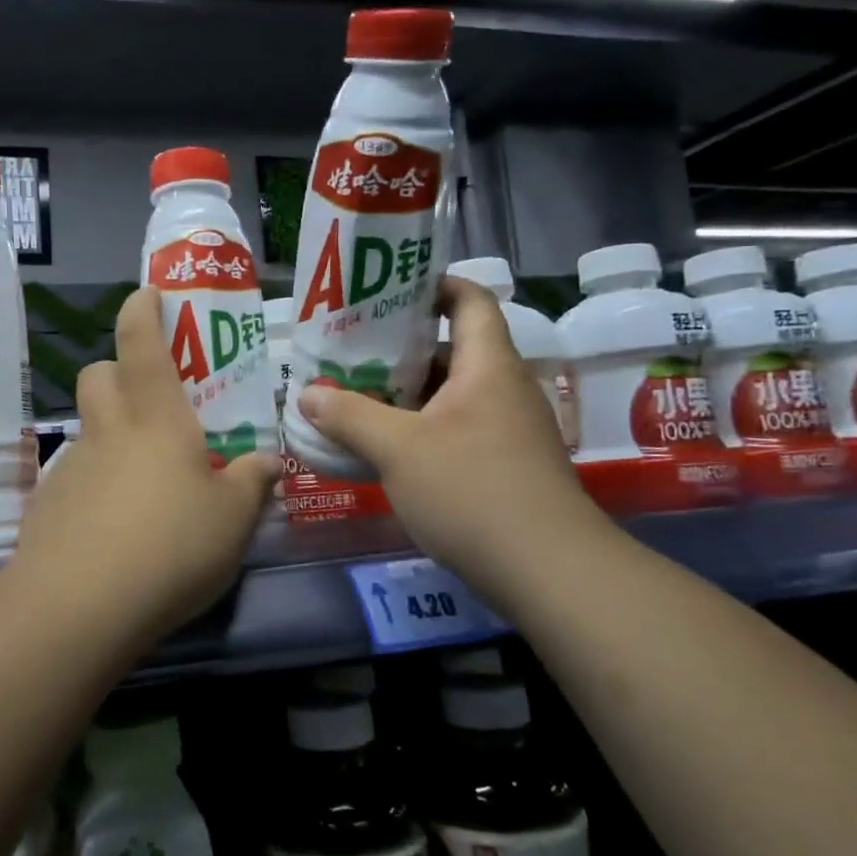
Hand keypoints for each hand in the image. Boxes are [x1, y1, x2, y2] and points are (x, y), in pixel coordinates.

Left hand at [10, 287, 280, 639]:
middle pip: (97, 375)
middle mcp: (108, 431)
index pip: (140, 343)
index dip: (141, 311)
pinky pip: (74, 477)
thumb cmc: (170, 545)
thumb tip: (269, 462)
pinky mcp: (49, 508)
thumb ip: (252, 484)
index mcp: (156, 419)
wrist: (79, 607)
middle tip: (149, 398)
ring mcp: (72, 469)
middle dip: (116, 370)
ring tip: (142, 478)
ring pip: (86, 429)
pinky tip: (114, 525)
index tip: (147, 294)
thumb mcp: (232, 519)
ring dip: (109, 433)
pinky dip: (94, 483)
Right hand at [294, 276, 602, 588]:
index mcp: (488, 366)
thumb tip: (308, 394)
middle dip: (402, 347)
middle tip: (352, 350)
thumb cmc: (472, 490)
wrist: (548, 571)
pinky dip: (422, 428)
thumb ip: (349, 416)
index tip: (388, 290)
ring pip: (452, 395)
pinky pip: (458, 429)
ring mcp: (509, 430)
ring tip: (357, 395)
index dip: (433, 285)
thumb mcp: (398, 448)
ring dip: (408, 393)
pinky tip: (386, 447)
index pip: (470, 300)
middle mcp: (504, 389)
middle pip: (454, 349)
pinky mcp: (507, 467)